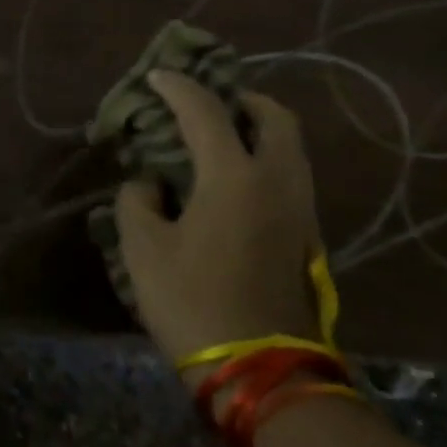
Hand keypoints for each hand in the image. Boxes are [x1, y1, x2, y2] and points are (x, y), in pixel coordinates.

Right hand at [114, 73, 321, 380]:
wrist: (261, 370)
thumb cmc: (193, 301)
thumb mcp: (143, 249)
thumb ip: (138, 201)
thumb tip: (151, 184)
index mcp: (234, 176)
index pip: (206, 112)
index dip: (178, 88)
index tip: (157, 76)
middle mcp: (277, 181)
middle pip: (275, 118)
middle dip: (242, 99)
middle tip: (210, 105)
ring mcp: (301, 209)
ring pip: (291, 148)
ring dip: (259, 129)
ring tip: (222, 138)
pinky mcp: (308, 236)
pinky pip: (291, 175)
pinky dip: (267, 159)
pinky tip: (235, 181)